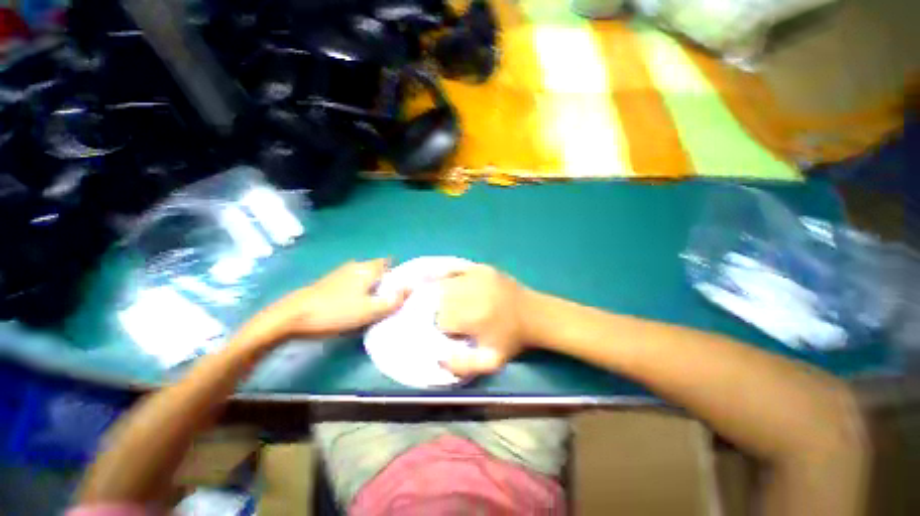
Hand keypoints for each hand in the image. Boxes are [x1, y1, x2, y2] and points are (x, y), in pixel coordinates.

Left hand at [240, 259, 405, 345]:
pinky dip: (358, 290)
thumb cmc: (336, 312)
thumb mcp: (370, 310)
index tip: (401, 288)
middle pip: (377, 270)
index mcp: (367, 269)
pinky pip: (352, 283)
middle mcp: (355, 266)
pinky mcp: (328, 282)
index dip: (397, 273)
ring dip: (371, 287)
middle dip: (385, 282)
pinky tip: (353, 305)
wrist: (291, 317)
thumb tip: (411, 287)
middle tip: (388, 300)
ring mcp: (340, 273)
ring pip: (363, 276)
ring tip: (373, 305)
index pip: (389, 263)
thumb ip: (393, 300)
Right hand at [436, 265, 531, 375]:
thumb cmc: (511, 339)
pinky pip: (456, 269)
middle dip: (446, 312)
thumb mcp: (491, 362)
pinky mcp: (482, 268)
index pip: (442, 321)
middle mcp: (472, 294)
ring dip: (447, 297)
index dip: (449, 329)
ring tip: (460, 303)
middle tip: (460, 317)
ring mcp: (477, 277)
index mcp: (473, 317)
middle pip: (442, 302)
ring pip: (445, 286)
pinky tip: (456, 285)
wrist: (534, 315)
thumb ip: (462, 366)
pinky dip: (451, 277)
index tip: (461, 331)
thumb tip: (440, 358)